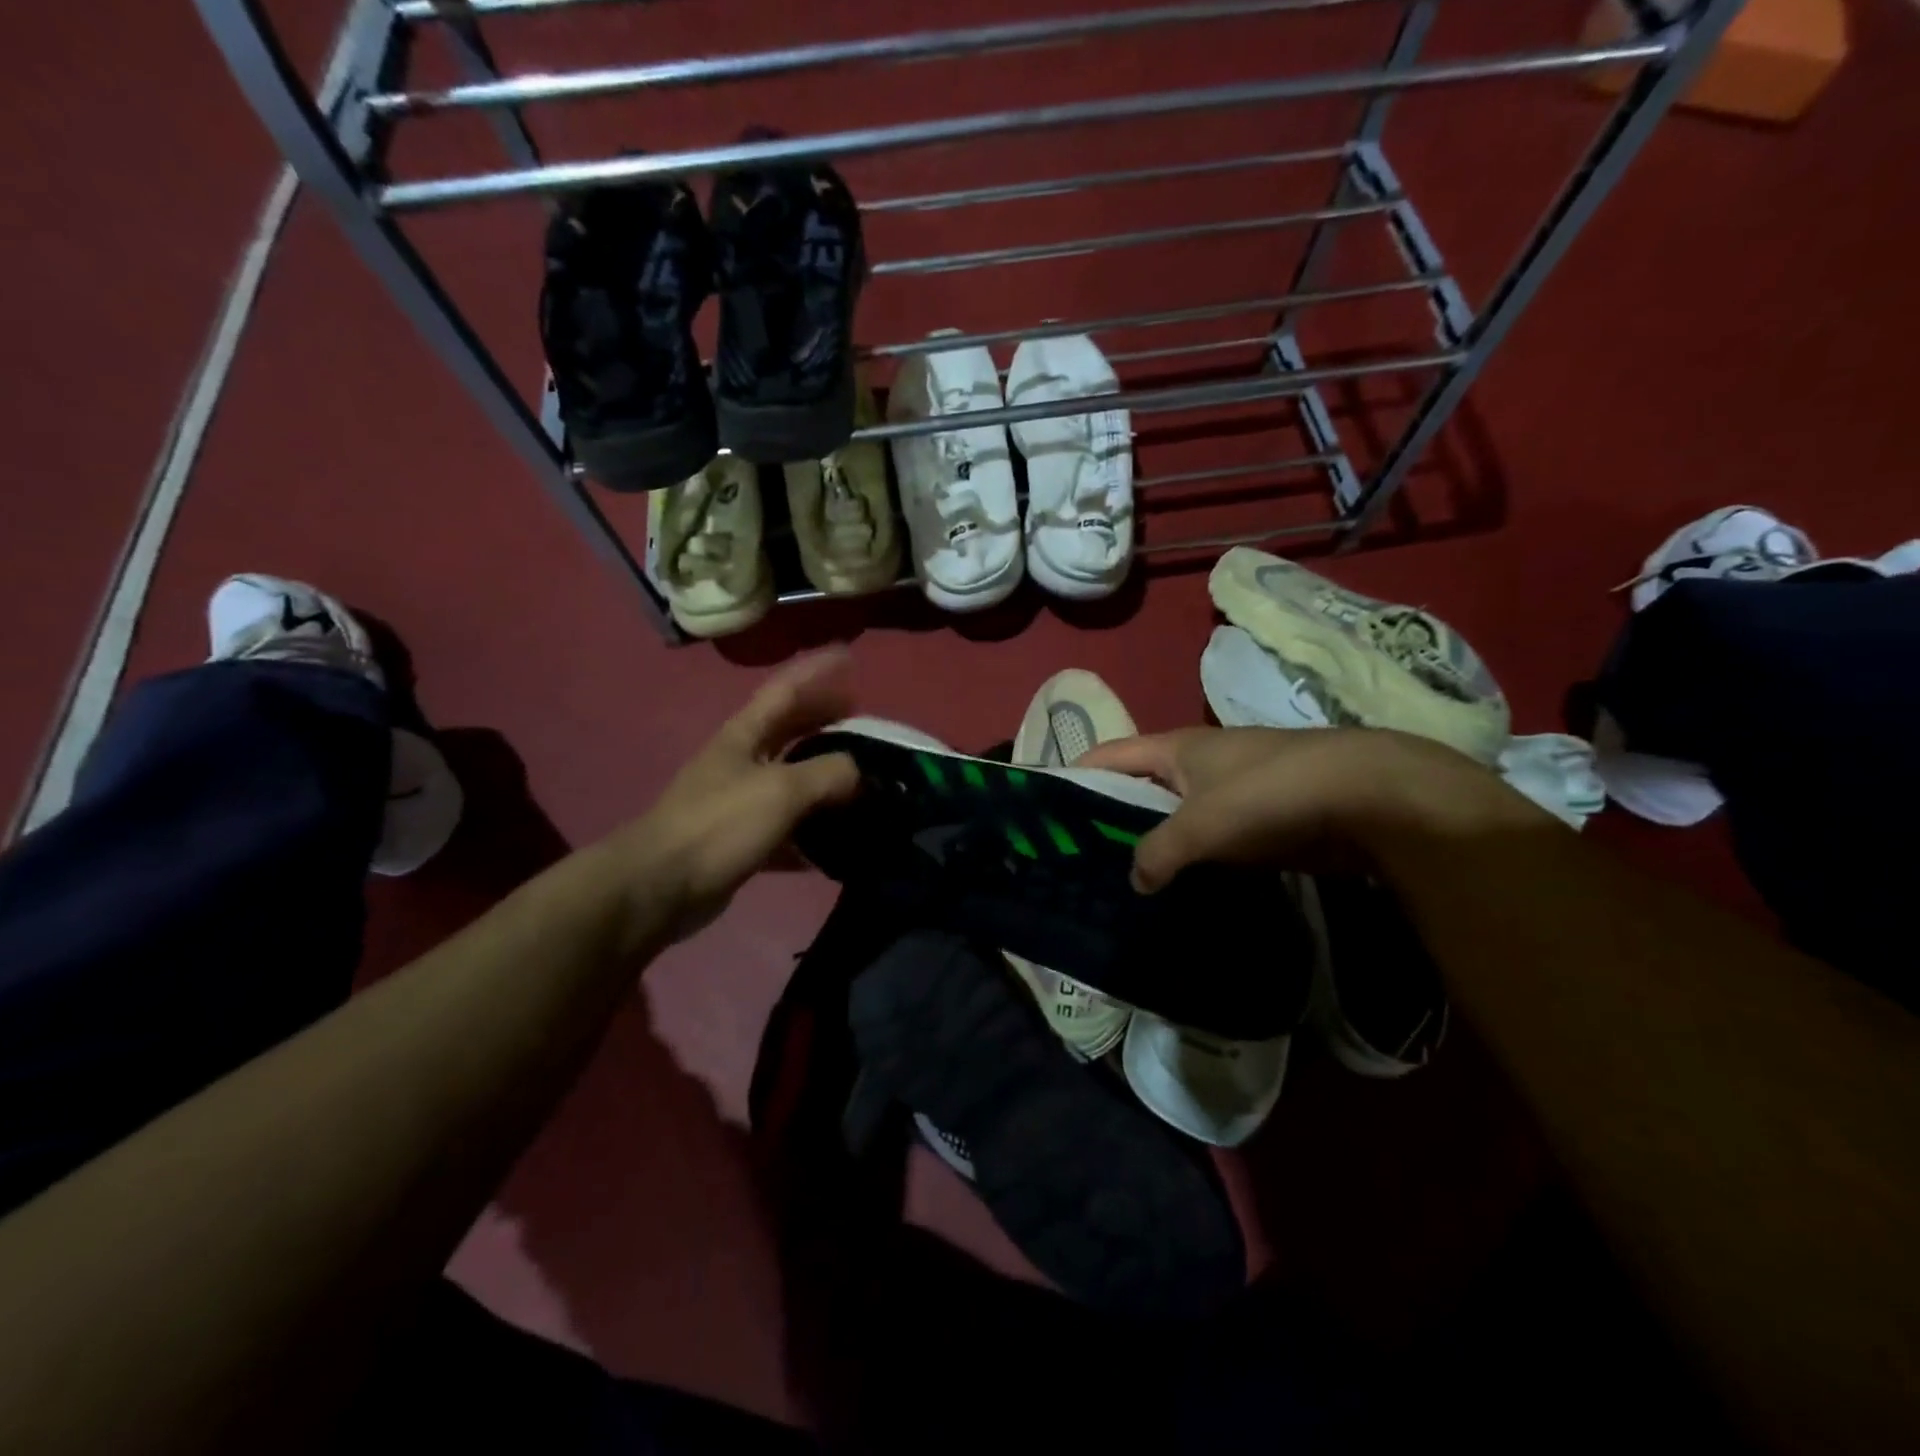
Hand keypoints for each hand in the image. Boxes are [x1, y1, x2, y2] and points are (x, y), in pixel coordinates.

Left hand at [604, 650, 860, 940]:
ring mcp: (740, 803)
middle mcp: (742, 762)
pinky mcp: (742, 842)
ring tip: (862, 777)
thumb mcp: (781, 790)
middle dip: (824, 719)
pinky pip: (787, 829)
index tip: (849, 655)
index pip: (786, 690)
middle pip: (790, 730)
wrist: (659, 886)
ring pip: (792, 780)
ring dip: (824, 776)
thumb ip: (828, 774)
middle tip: (863, 719)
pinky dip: (813, 832)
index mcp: (745, 735)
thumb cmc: (719, 824)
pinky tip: (838, 842)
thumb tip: (861, 773)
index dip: (817, 671)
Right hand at [1077, 726, 1545, 891]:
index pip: (1109, 755)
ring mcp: (1232, 793)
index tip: (1047, 810)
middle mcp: (1199, 764)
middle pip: (1140, 788)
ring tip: (1121, 883)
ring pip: (1176, 818)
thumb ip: (1158, 852)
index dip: (1075, 775)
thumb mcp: (1202, 824)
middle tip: (1080, 860)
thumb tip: (1136, 879)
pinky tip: (1178, 890)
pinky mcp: (1262, 823)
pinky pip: (1212, 841)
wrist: (1370, 798)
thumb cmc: (1271, 794)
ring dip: (1154, 845)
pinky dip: (1193, 861)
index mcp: (1176, 749)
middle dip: (1112, 819)